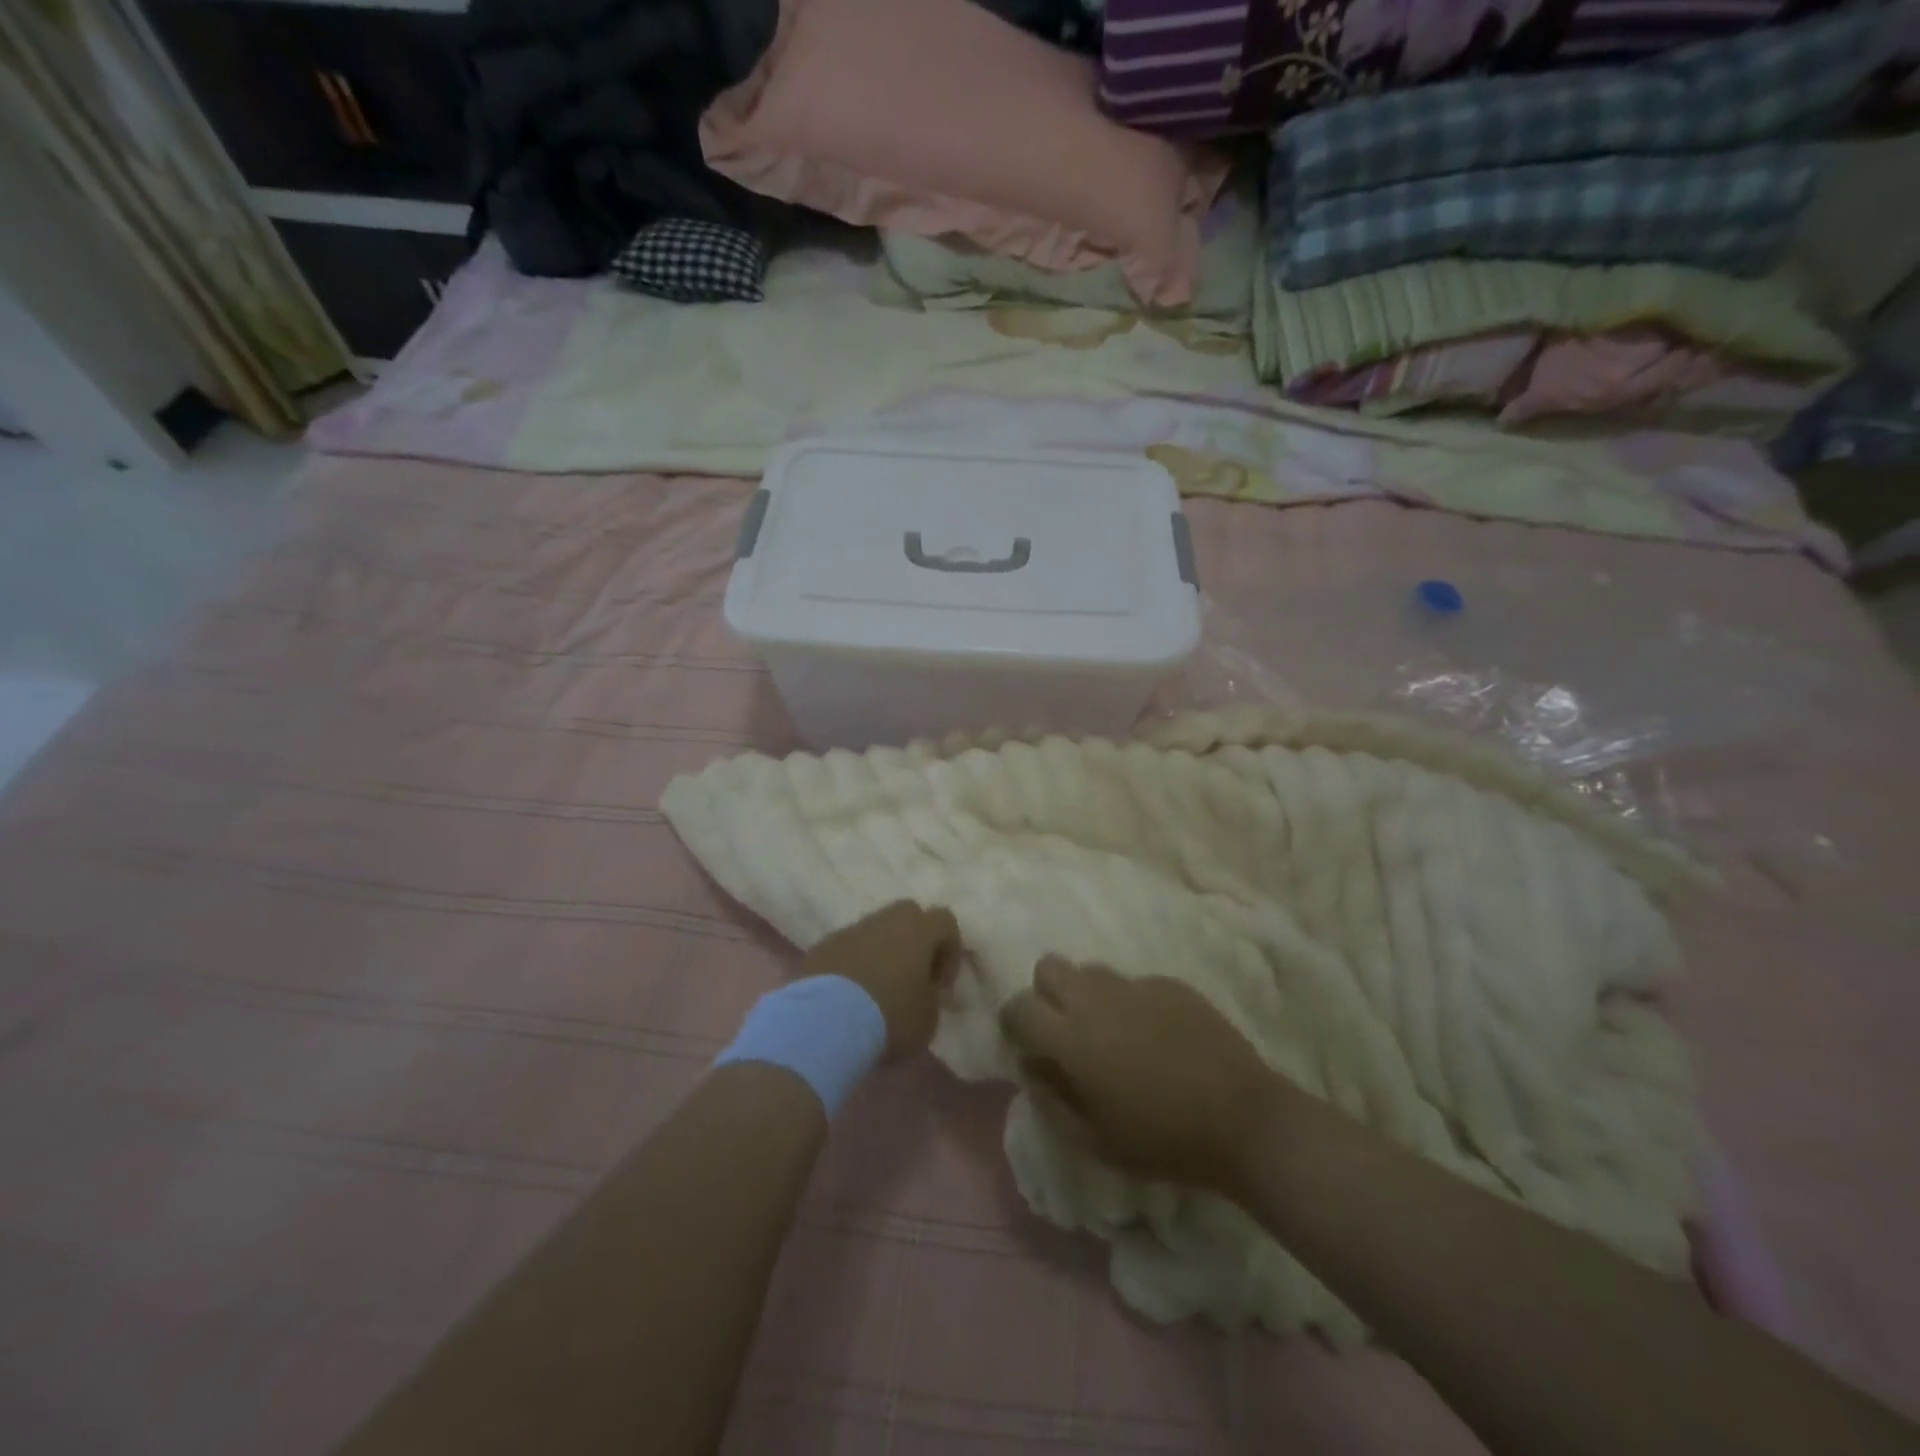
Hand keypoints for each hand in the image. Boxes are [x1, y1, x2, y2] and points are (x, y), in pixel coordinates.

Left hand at [802, 901, 960, 1060]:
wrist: (825, 1022)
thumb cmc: (889, 1016)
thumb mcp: (928, 1018)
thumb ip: (932, 997)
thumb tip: (924, 991)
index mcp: (918, 930)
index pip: (945, 921)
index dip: (949, 951)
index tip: (940, 985)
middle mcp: (885, 920)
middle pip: (907, 915)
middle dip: (913, 941)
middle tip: (910, 978)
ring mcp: (850, 930)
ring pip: (874, 930)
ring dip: (881, 952)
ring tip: (876, 991)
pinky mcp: (822, 945)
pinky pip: (847, 948)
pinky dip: (853, 964)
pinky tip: (848, 997)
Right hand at [1000, 958, 1283, 1191]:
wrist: (1243, 1120)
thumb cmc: (1162, 1141)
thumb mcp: (1094, 1142)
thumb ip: (1051, 1101)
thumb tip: (1033, 1067)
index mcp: (1071, 1037)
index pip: (1019, 1006)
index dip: (1014, 1022)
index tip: (1027, 1043)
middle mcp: (1096, 999)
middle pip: (1049, 967)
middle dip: (1046, 993)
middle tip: (1066, 1030)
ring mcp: (1135, 985)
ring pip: (1091, 970)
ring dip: (1087, 994)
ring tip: (1112, 1032)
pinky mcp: (1169, 983)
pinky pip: (1133, 983)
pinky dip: (1131, 1003)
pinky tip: (1156, 1036)